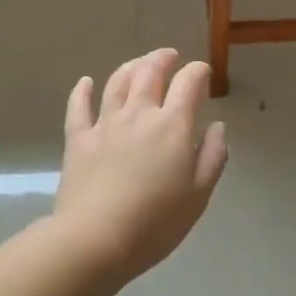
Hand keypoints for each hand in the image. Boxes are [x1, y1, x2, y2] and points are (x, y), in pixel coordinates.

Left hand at [53, 48, 228, 281]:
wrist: (96, 240)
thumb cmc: (155, 222)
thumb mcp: (199, 194)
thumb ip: (212, 156)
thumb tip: (216, 126)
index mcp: (172, 125)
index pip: (188, 84)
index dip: (197, 72)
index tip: (202, 71)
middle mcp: (139, 114)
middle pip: (150, 73)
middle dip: (162, 59)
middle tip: (169, 56)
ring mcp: (105, 124)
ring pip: (117, 82)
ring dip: (131, 67)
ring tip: (139, 63)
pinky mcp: (78, 139)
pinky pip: (79, 107)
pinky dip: (83, 90)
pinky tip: (86, 82)